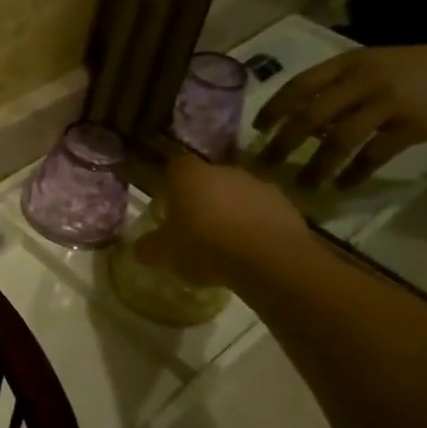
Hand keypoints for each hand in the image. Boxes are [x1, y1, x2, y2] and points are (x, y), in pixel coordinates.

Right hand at [140, 153, 308, 288]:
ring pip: (238, 196)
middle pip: (208, 180)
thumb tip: (139, 248)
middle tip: (195, 229)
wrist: (269, 260)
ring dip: (232, 213)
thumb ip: (149, 248)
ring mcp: (259, 186)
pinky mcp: (287, 206)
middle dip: (202, 200)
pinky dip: (257, 227)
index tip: (169, 208)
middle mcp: (224, 171)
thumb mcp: (164, 253)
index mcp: (189, 175)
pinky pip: (264, 213)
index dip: (170, 186)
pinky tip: (251, 251)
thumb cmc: (204, 246)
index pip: (174, 167)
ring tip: (226, 244)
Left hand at [255, 38, 426, 186]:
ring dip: (317, 165)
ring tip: (303, 184)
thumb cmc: (423, 69)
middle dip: (283, 143)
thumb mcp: (374, 65)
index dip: (274, 108)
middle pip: (309, 116)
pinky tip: (344, 185)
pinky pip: (373, 155)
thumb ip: (339, 88)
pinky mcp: (413, 126)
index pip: (298, 85)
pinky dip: (355, 172)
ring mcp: (387, 103)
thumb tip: (303, 124)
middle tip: (266, 164)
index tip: (257, 129)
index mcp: (348, 63)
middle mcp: (362, 80)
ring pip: (338, 139)